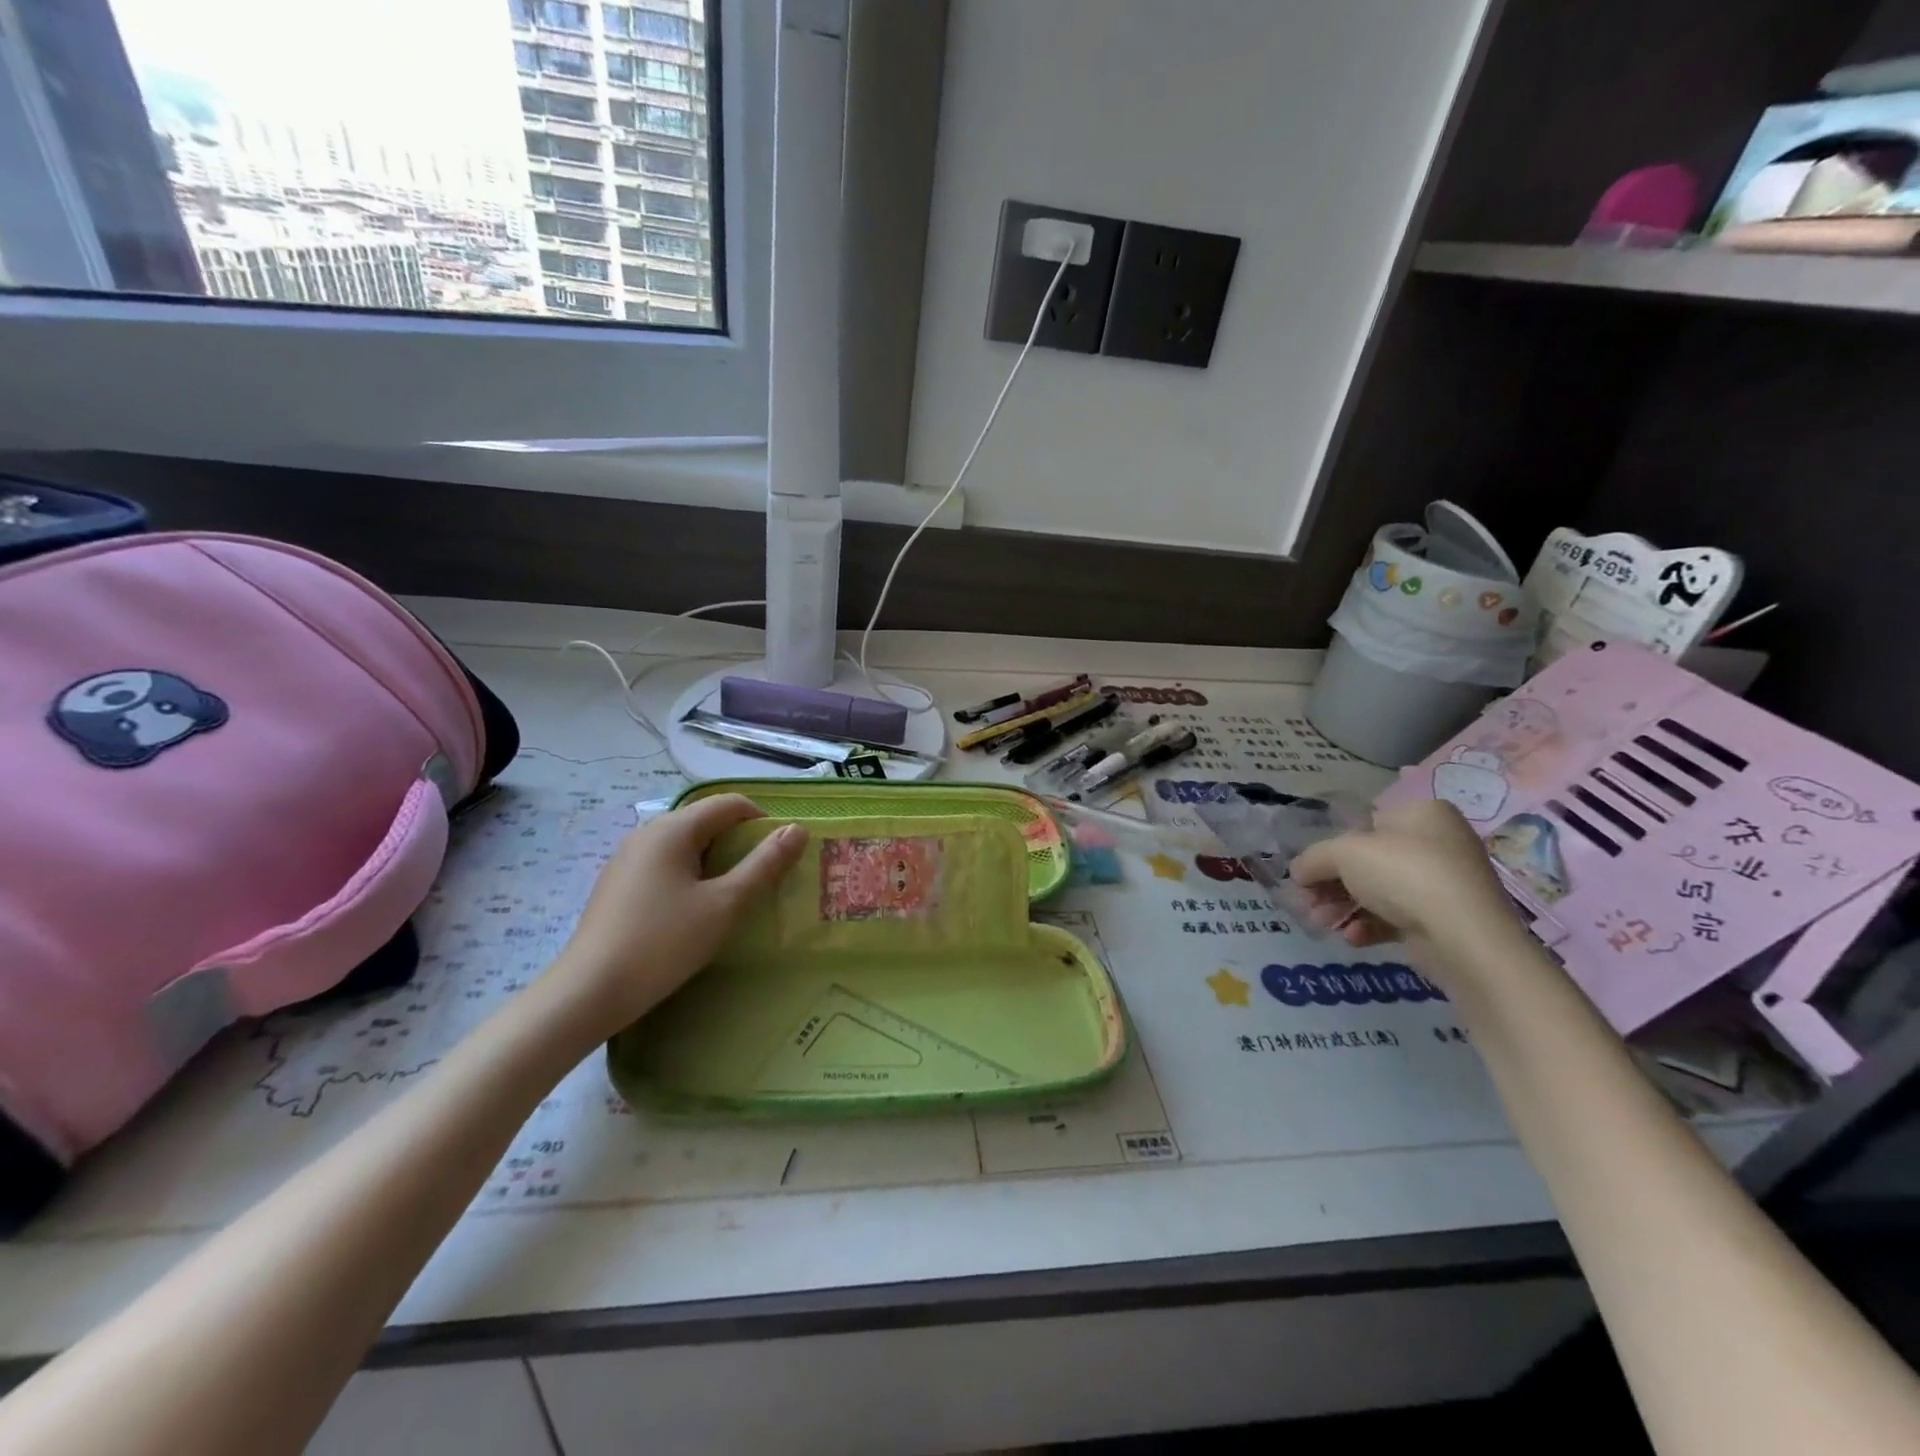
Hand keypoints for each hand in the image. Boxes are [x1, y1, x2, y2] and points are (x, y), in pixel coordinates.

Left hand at [544, 794, 806, 1039]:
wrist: (589, 992)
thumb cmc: (664, 943)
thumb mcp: (725, 904)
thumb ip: (764, 865)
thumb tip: (796, 830)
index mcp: (673, 828)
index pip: (729, 803)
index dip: (762, 821)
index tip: (781, 854)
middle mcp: (647, 832)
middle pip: (706, 821)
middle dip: (739, 842)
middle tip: (762, 879)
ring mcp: (627, 858)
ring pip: (685, 845)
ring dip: (715, 861)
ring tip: (732, 897)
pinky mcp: (616, 884)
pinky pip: (664, 865)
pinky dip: (689, 876)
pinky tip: (693, 912)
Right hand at [1288, 799, 1526, 977]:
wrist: (1464, 937)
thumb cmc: (1403, 874)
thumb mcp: (1343, 853)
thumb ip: (1313, 858)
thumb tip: (1297, 871)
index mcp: (1421, 813)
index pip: (1364, 826)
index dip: (1331, 849)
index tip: (1308, 873)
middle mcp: (1438, 843)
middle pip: (1368, 861)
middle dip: (1332, 884)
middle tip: (1307, 902)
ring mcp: (1444, 883)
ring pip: (1379, 891)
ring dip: (1344, 907)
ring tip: (1323, 922)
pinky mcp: (1445, 919)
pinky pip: (1398, 917)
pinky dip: (1370, 926)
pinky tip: (1353, 938)